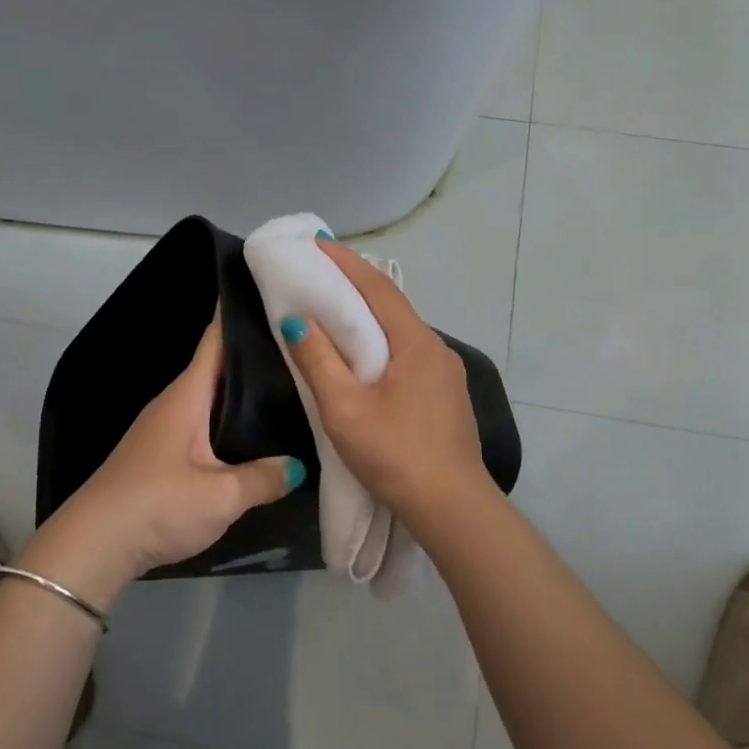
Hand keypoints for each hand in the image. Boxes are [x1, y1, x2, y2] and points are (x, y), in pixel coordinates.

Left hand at [48, 316, 300, 586]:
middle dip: (255, 353)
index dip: (240, 313)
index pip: (216, 340)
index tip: (273, 292)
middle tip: (301, 345)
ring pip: (213, 397)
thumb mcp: (221, 496)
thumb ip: (264, 478)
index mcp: (187, 396)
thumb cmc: (157, 504)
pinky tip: (254, 433)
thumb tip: (298, 465)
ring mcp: (165, 428)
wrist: (93, 546)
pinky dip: (230, 419)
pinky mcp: (161, 455)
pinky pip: (205, 423)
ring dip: (244, 390)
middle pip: (219, 367)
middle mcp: (174, 403)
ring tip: (288, 386)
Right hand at [281, 241, 495, 524]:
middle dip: (357, 285)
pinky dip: (384, 343)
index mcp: (415, 343)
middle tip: (321, 274)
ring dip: (372, 317)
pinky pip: (411, 354)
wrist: (452, 506)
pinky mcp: (447, 395)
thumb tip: (296, 320)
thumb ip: (319, 362)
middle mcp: (436, 348)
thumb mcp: (346, 410)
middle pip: (393, 306)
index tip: (318, 242)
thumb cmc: (395, 454)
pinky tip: (369, 359)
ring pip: (403, 332)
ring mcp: (447, 373)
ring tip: (338, 312)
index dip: (347, 262)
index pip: (378, 288)